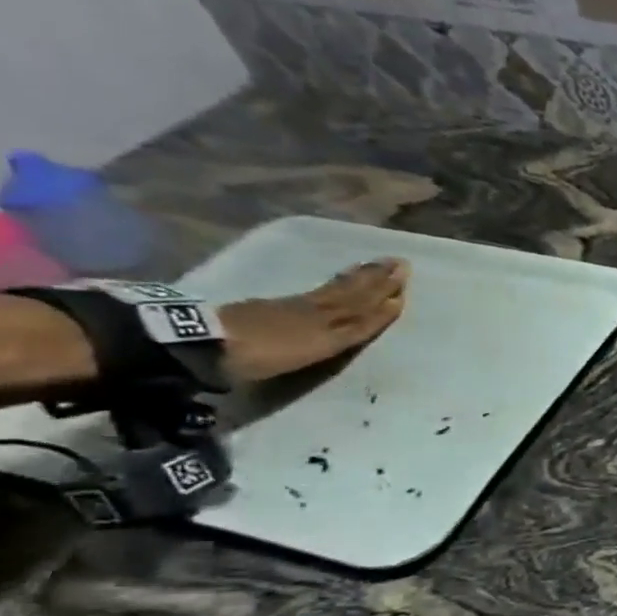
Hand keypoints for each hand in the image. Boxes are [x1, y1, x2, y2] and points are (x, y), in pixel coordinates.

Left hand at [221, 259, 408, 382]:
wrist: (213, 342)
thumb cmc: (268, 353)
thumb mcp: (316, 347)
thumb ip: (350, 329)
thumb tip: (378, 310)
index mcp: (332, 323)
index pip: (366, 309)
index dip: (385, 298)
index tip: (403, 281)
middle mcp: (322, 309)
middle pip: (355, 294)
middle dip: (378, 279)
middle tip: (398, 262)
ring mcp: (299, 305)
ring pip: (340, 290)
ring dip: (361, 278)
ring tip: (376, 265)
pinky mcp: (279, 305)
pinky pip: (321, 291)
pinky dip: (338, 284)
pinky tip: (343, 278)